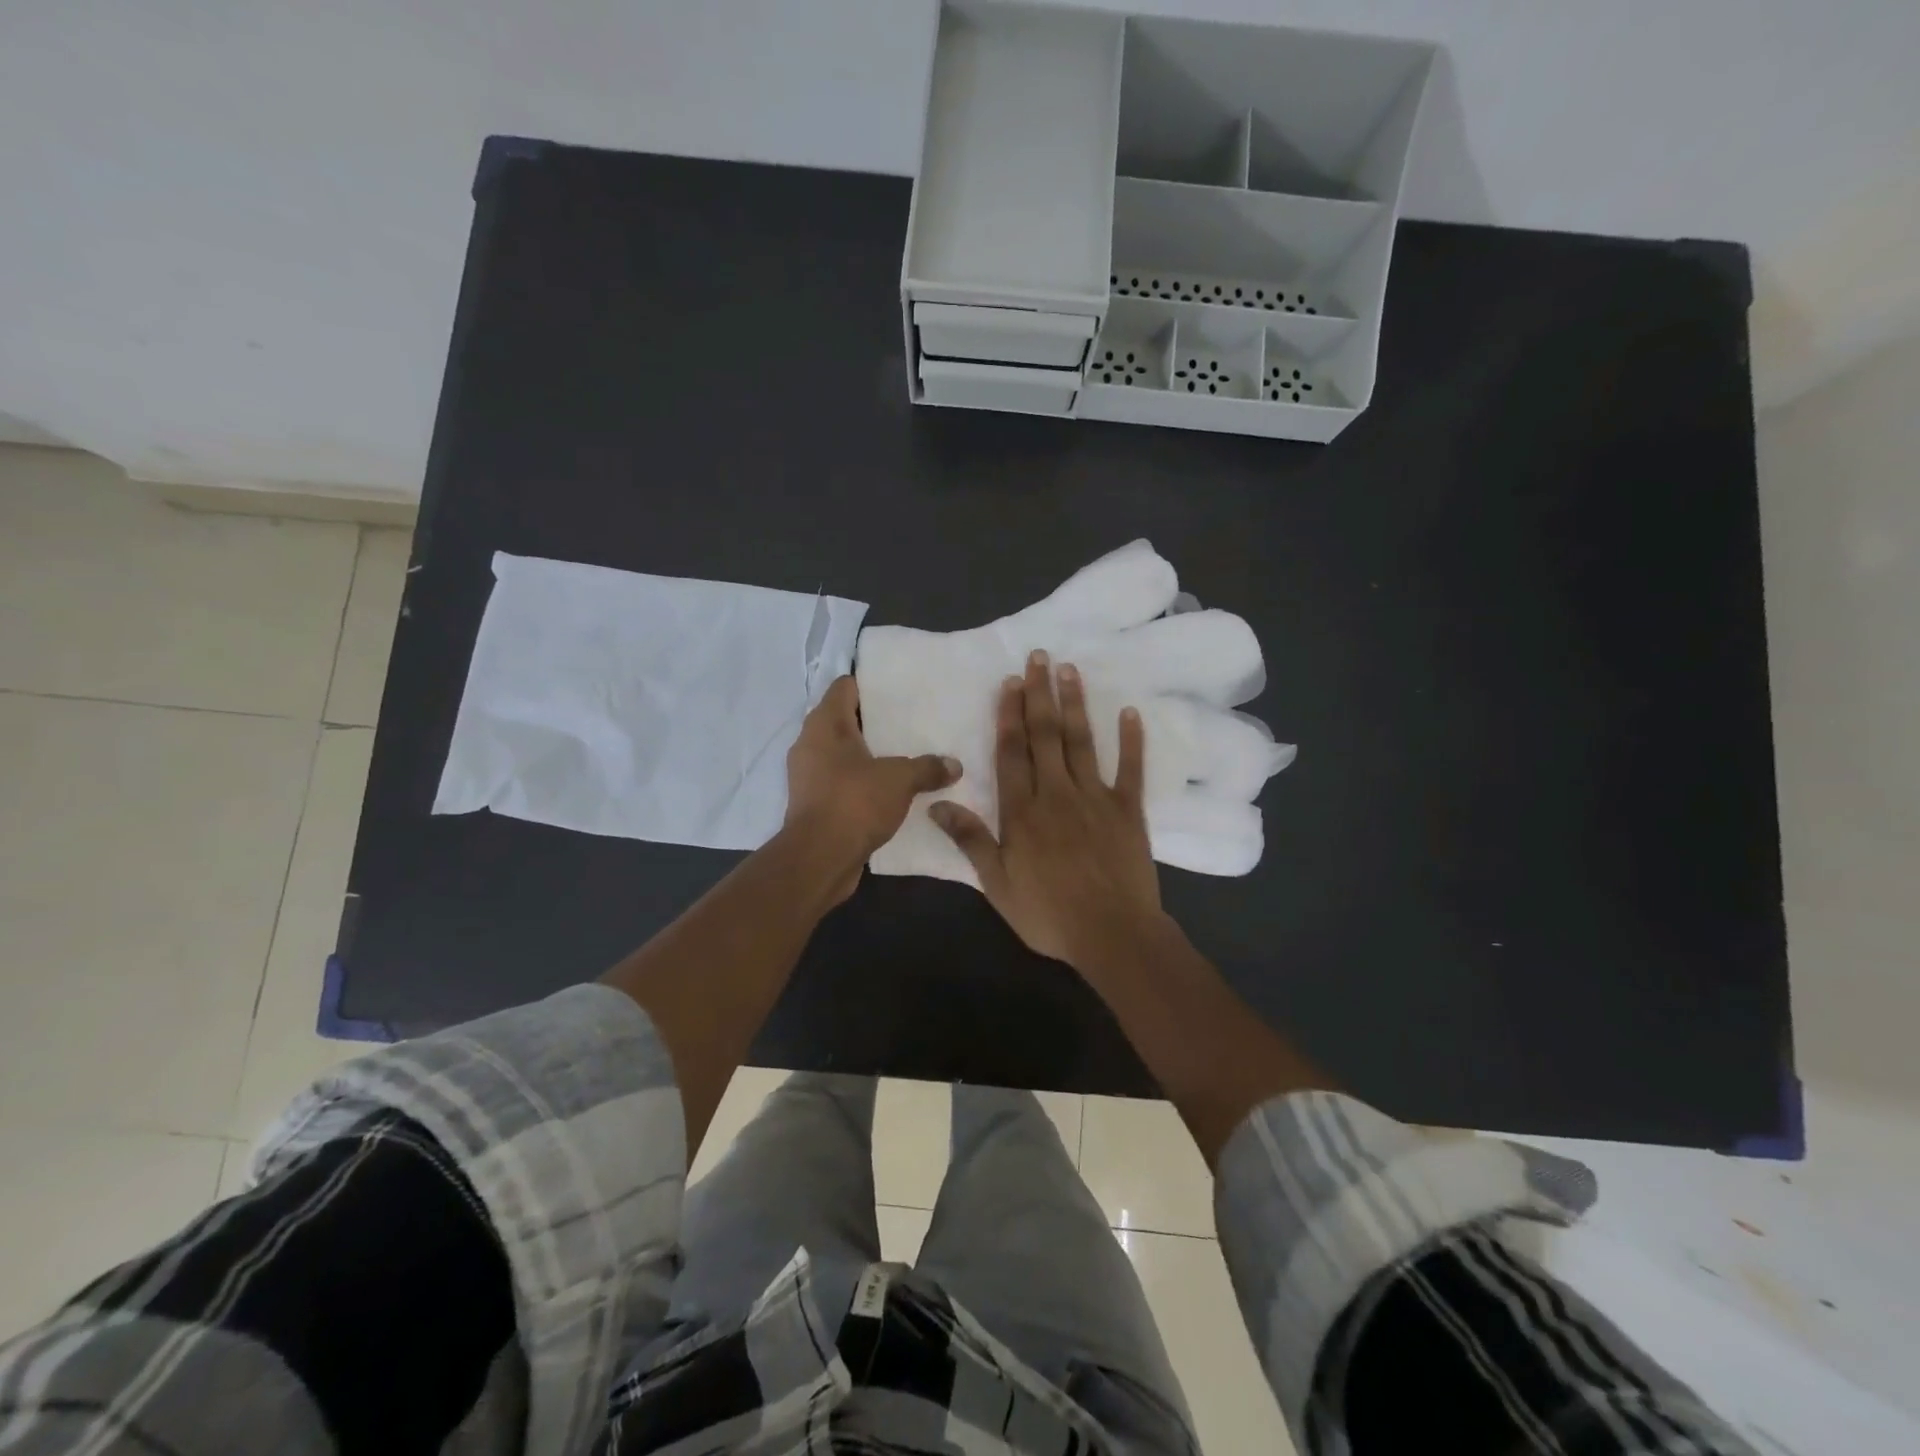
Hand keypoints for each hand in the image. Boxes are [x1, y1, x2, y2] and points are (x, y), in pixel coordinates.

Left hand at [784, 675, 958, 901]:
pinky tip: (889, 790)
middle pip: (843, 720)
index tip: (898, 690)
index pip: (844, 686)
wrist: (819, 859)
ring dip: (868, 755)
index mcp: (825, 724)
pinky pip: (840, 781)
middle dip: (874, 722)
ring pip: (842, 753)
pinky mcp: (813, 803)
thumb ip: (928, 767)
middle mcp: (810, 743)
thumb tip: (955, 765)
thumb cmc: (854, 802)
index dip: (870, 684)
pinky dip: (861, 782)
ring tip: (903, 756)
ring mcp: (808, 775)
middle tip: (909, 723)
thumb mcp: (900, 780)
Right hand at [931, 652, 1164, 970]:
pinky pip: (1130, 769)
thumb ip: (970, 840)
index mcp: (1022, 812)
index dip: (1008, 716)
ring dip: (1075, 704)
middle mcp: (1057, 794)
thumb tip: (936, 803)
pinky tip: (1129, 712)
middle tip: (1038, 657)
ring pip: (1082, 742)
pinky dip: (1131, 740)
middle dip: (1039, 695)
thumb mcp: (997, 884)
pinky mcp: (1128, 810)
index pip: (1012, 753)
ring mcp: (1096, 798)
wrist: (1112, 934)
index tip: (1009, 683)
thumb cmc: (1049, 914)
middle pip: (1045, 736)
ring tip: (1070, 670)